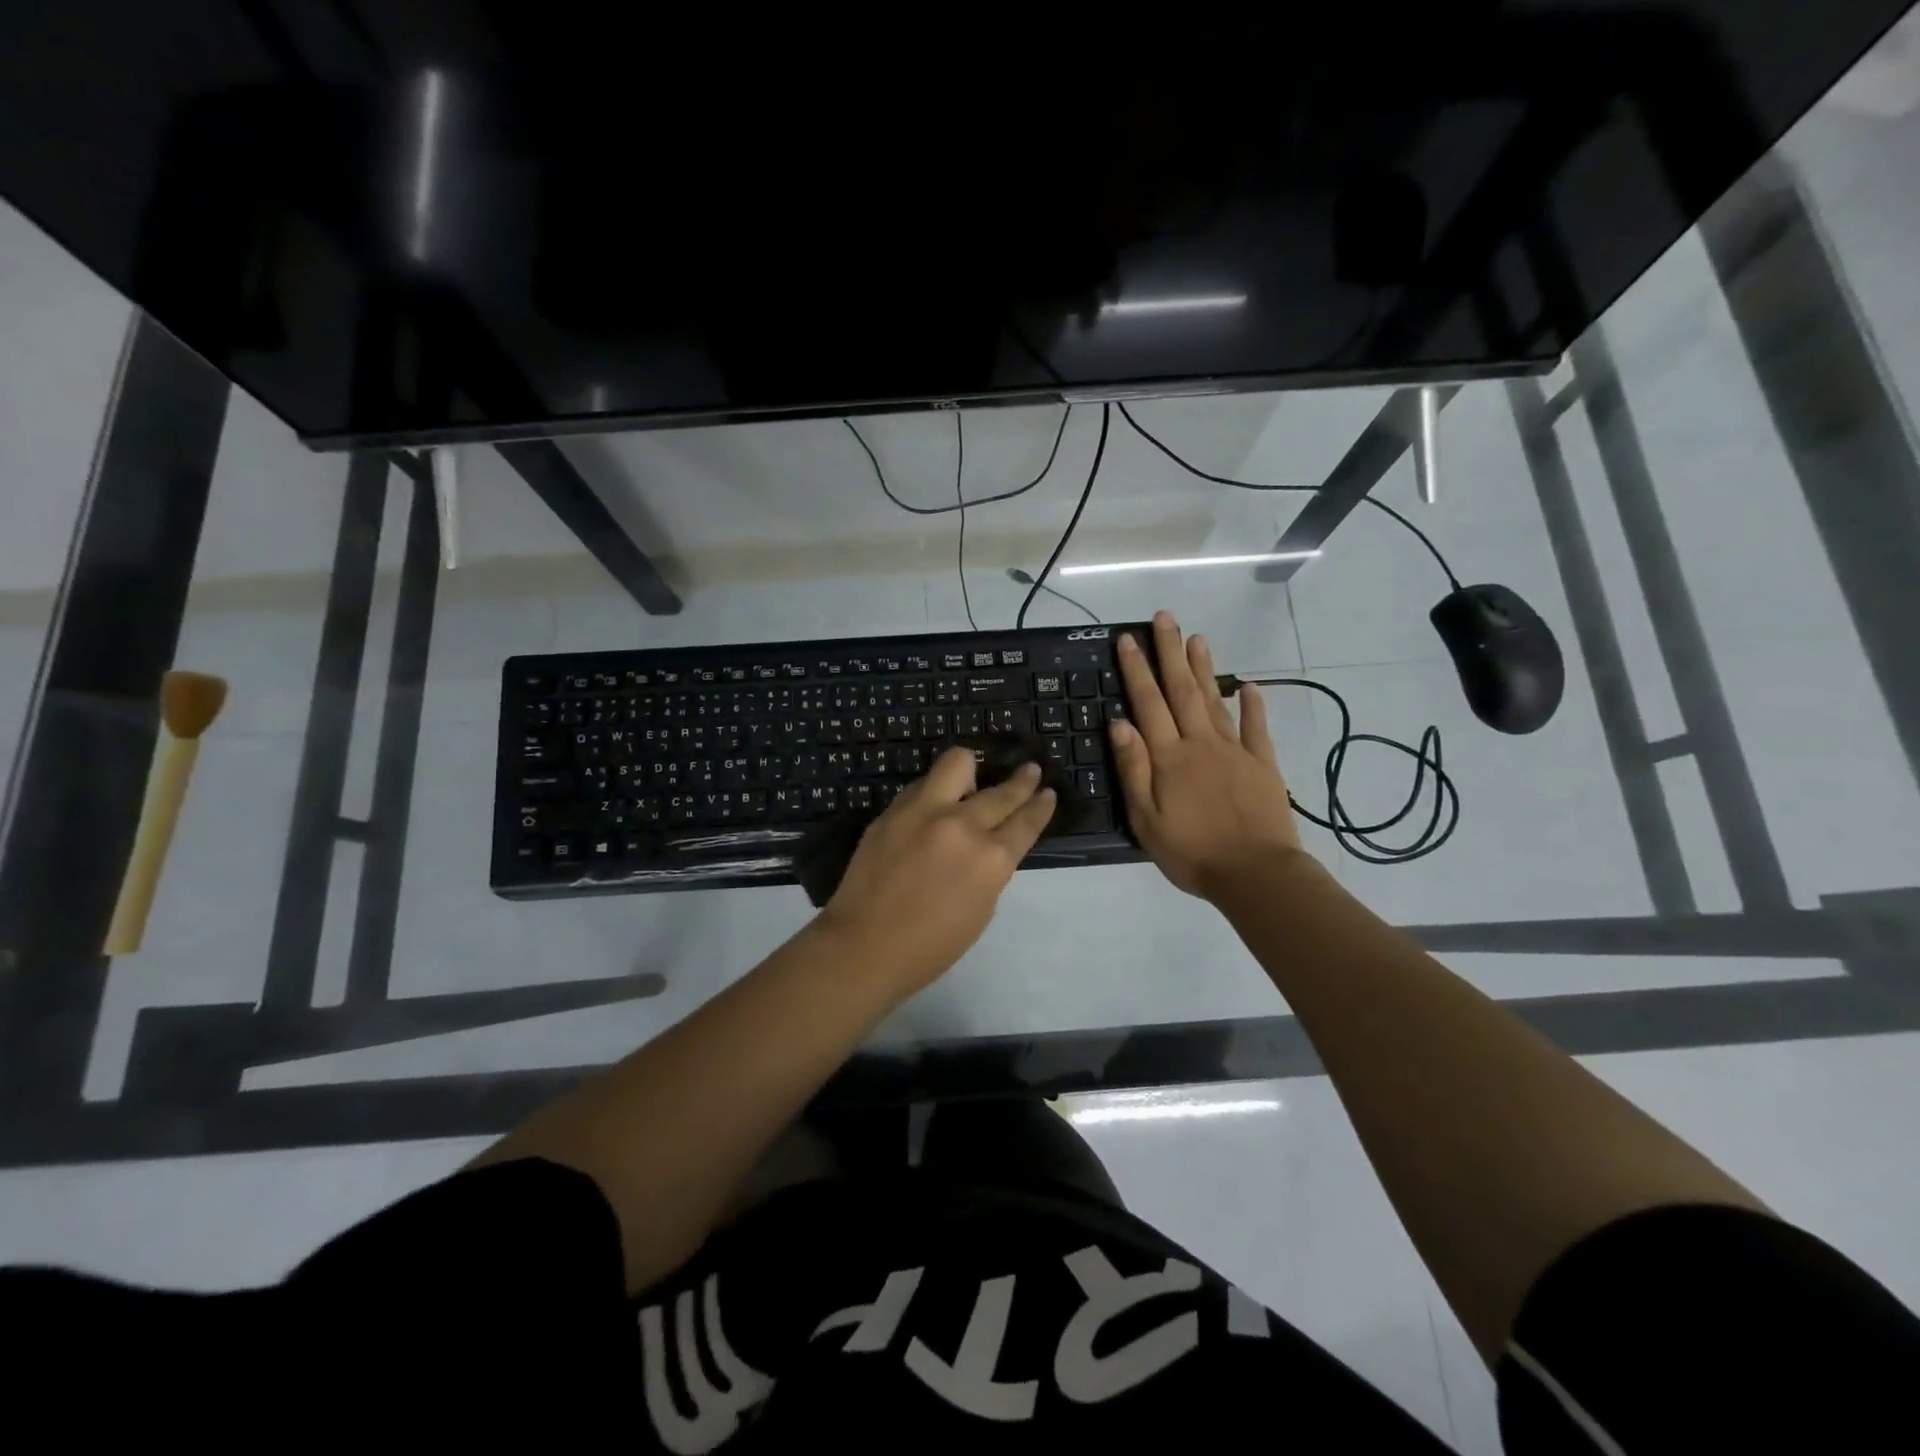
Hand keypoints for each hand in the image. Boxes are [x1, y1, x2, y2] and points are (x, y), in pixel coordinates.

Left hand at [820, 748, 1056, 991]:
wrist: (863, 946)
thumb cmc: (930, 946)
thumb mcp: (980, 909)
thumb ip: (990, 869)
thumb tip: (988, 845)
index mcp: (992, 859)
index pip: (1026, 821)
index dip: (1040, 806)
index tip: (1047, 794)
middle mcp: (963, 825)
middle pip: (1001, 792)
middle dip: (1022, 782)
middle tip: (1030, 772)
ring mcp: (924, 811)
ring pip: (958, 763)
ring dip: (972, 771)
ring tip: (973, 779)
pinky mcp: (894, 810)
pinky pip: (923, 785)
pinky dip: (935, 790)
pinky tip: (935, 804)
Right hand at [1110, 610, 1305, 899]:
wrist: (1256, 874)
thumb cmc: (1191, 851)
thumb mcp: (1146, 819)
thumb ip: (1134, 768)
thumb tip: (1119, 722)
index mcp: (1170, 757)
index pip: (1148, 703)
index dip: (1137, 669)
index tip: (1128, 638)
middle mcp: (1201, 744)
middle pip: (1182, 691)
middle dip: (1170, 652)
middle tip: (1165, 619)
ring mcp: (1235, 751)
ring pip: (1215, 701)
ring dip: (1204, 668)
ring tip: (1197, 638)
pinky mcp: (1263, 765)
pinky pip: (1257, 729)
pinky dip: (1253, 706)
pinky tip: (1249, 687)